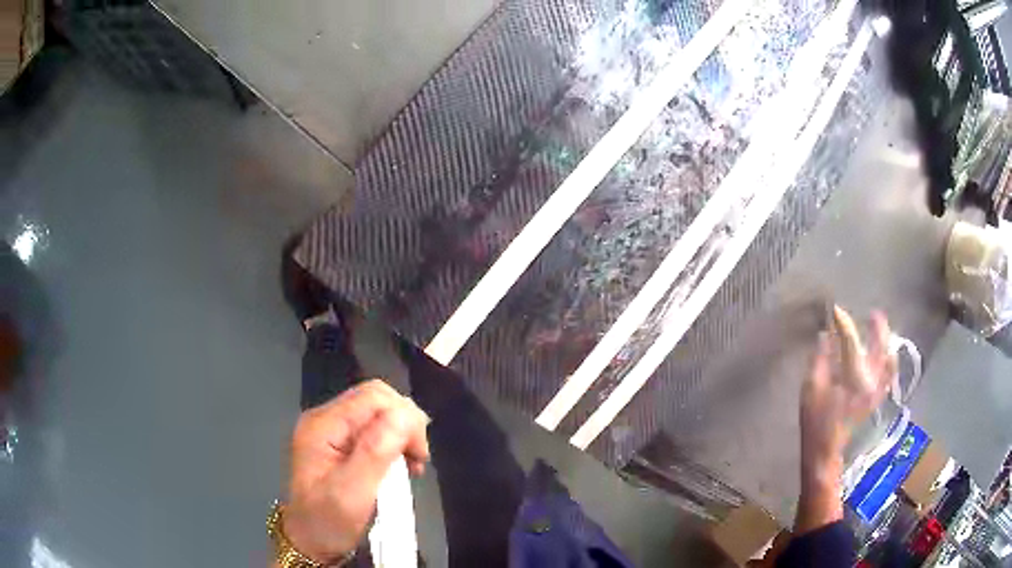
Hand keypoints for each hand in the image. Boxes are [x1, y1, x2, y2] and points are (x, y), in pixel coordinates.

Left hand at [282, 380, 429, 563]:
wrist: (309, 542)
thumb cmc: (327, 522)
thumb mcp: (351, 493)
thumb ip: (375, 452)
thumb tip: (404, 415)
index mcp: (323, 426)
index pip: (374, 396)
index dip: (404, 417)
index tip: (418, 454)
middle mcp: (325, 419)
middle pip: (377, 399)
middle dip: (405, 424)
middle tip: (417, 459)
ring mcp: (331, 430)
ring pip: (378, 413)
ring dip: (401, 434)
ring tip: (411, 465)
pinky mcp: (339, 443)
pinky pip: (374, 428)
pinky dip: (393, 442)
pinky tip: (399, 464)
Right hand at [796, 307, 895, 531]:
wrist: (826, 450)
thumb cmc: (815, 421)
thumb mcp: (811, 389)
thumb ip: (820, 359)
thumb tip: (826, 335)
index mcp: (853, 377)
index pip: (850, 340)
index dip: (843, 322)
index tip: (835, 310)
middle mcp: (871, 380)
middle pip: (880, 345)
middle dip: (877, 327)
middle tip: (872, 314)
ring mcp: (877, 389)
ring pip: (889, 358)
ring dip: (886, 341)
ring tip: (881, 329)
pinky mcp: (877, 397)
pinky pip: (889, 373)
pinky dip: (890, 359)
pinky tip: (887, 353)